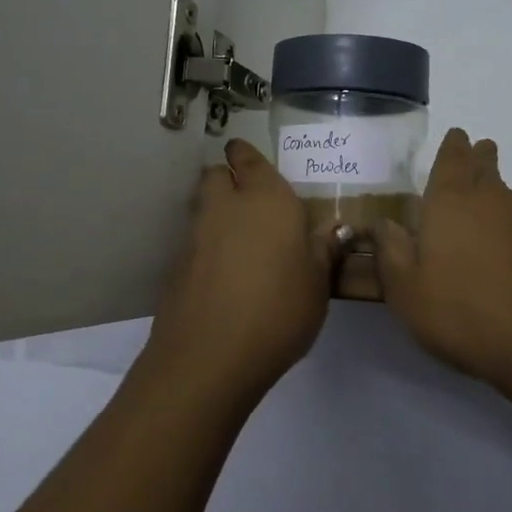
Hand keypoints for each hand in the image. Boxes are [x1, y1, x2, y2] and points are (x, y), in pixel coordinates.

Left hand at [144, 138, 336, 403]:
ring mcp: (196, 235)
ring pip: (203, 206)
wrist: (209, 356)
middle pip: (216, 175)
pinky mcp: (177, 266)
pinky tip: (224, 272)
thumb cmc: (278, 309)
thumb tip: (335, 228)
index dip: (245, 155)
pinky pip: (194, 241)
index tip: (248, 158)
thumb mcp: (318, 283)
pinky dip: (206, 246)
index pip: (248, 159)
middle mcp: (226, 206)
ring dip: (216, 212)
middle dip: (227, 179)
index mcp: (266, 198)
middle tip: (249, 201)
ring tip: (240, 239)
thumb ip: (324, 250)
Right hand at [374, 129, 511, 400]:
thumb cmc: (466, 319)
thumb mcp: (408, 295)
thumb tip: (385, 223)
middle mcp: (498, 198)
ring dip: (508, 215)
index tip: (458, 137)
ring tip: (504, 249)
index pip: (452, 157)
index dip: (454, 146)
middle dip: (482, 160)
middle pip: (488, 167)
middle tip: (481, 159)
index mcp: (453, 202)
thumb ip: (392, 252)